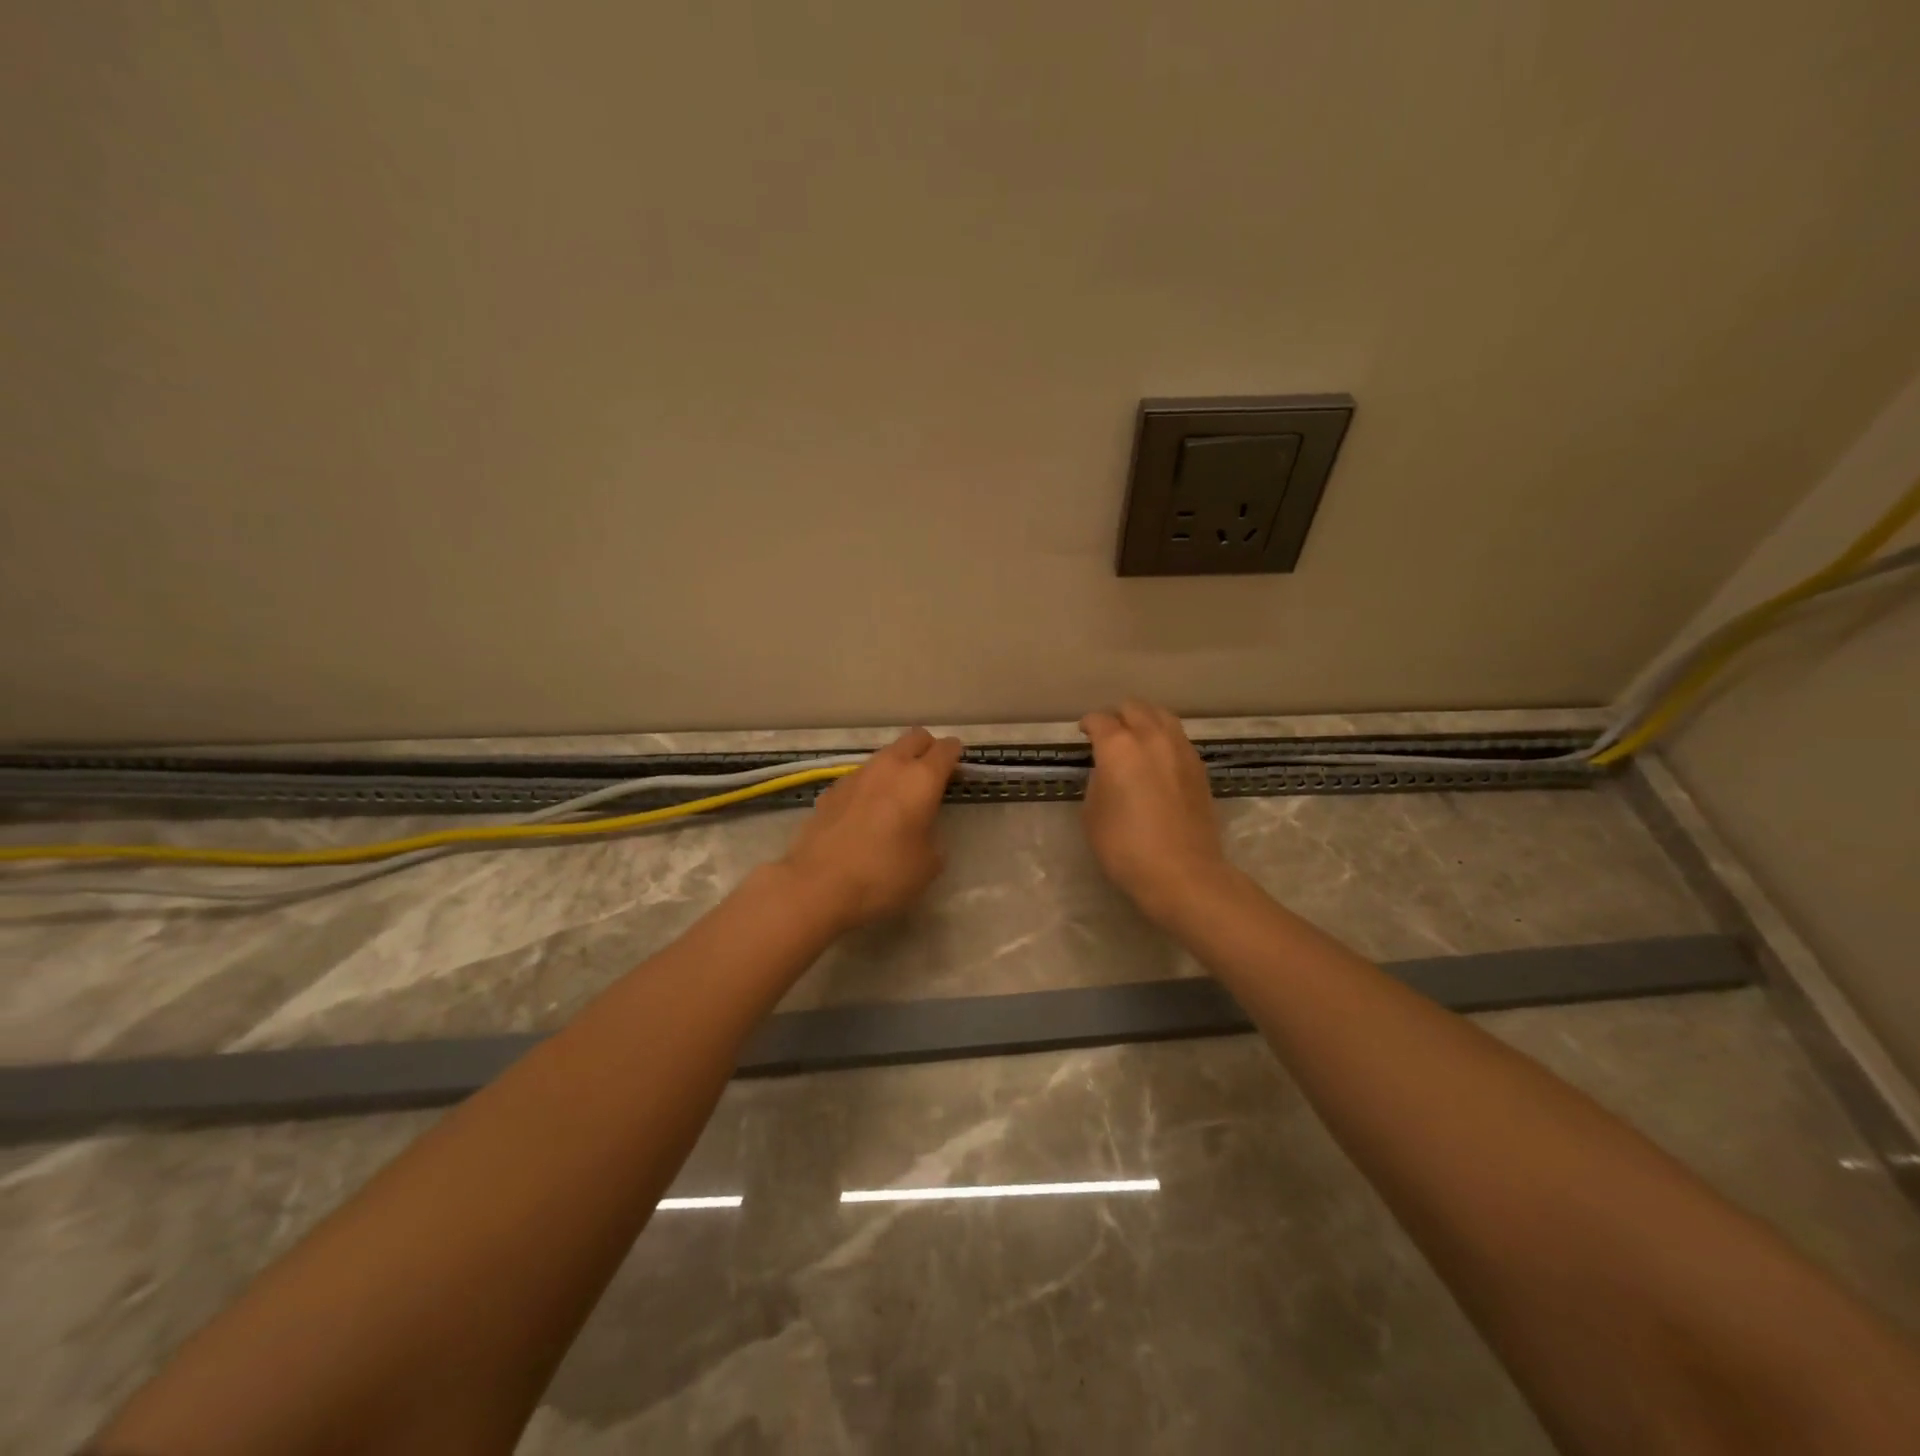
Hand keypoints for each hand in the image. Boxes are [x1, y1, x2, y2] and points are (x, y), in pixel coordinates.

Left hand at [780, 727, 963, 931]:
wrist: (818, 884)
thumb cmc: (884, 874)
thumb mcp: (928, 864)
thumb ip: (933, 838)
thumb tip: (923, 831)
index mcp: (921, 779)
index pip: (946, 748)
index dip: (955, 757)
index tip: (957, 773)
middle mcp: (890, 766)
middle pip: (915, 738)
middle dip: (927, 750)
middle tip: (931, 779)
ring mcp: (856, 774)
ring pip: (885, 755)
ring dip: (897, 767)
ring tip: (897, 799)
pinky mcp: (831, 789)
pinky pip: (861, 777)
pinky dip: (870, 787)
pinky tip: (865, 815)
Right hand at [1080, 701, 1230, 926]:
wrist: (1182, 872)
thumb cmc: (1125, 846)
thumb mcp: (1092, 814)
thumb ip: (1098, 781)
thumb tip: (1109, 770)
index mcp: (1119, 746)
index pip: (1100, 720)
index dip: (1088, 725)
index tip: (1084, 733)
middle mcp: (1152, 738)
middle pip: (1134, 708)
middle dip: (1118, 716)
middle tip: (1108, 734)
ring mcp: (1181, 750)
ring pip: (1162, 716)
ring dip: (1145, 721)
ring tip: (1136, 738)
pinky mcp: (1199, 767)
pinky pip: (1178, 738)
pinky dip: (1164, 738)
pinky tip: (1158, 758)